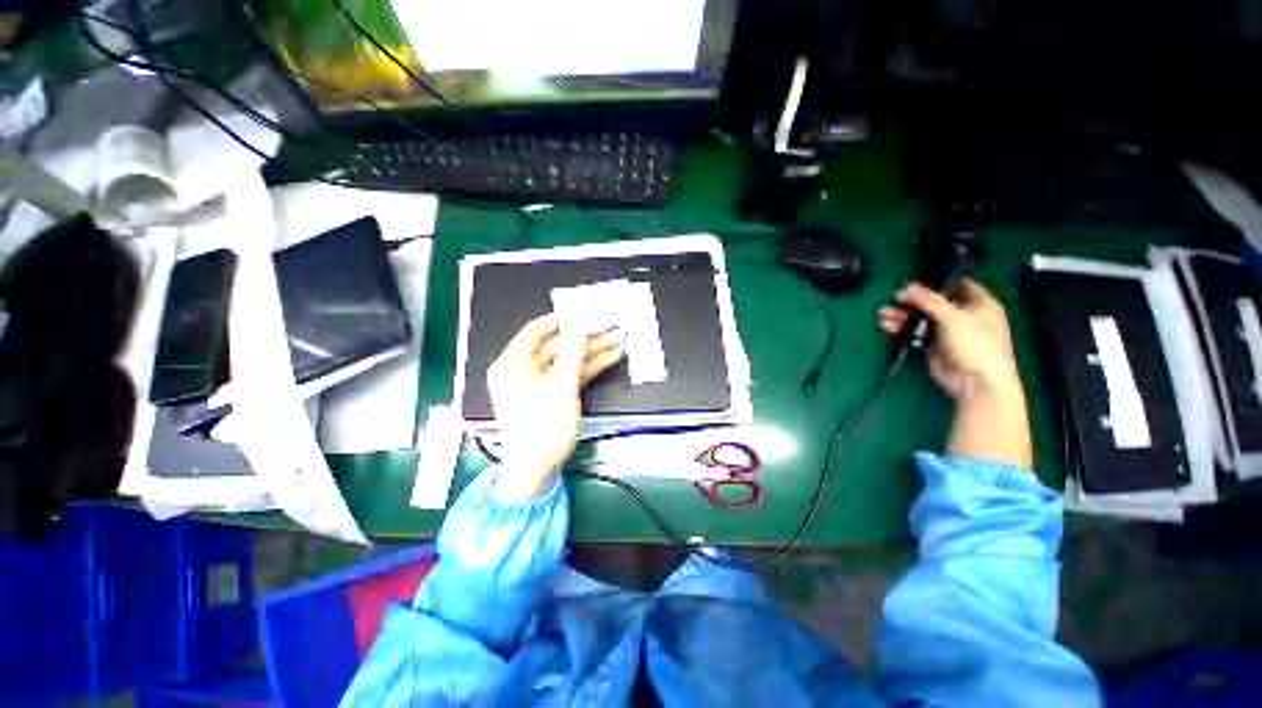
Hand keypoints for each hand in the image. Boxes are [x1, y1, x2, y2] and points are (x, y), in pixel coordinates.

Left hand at [487, 314, 624, 501]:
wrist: (536, 470)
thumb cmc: (543, 429)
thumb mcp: (563, 388)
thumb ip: (573, 355)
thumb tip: (579, 328)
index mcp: (514, 363)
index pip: (537, 330)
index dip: (562, 319)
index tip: (584, 312)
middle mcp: (522, 369)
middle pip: (557, 345)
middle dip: (586, 338)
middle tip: (609, 327)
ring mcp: (538, 382)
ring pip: (567, 360)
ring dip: (592, 352)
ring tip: (616, 341)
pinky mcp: (549, 393)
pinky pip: (568, 374)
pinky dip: (587, 367)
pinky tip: (608, 359)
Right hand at [877, 279, 1022, 401]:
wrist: (975, 382)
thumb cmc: (976, 345)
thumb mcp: (954, 317)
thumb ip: (929, 301)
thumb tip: (905, 288)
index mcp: (979, 304)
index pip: (958, 285)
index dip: (939, 281)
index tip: (916, 281)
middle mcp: (963, 315)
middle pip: (933, 302)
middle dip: (912, 301)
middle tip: (893, 299)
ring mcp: (947, 331)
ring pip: (920, 317)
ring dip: (902, 315)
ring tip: (883, 314)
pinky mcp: (932, 345)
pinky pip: (914, 332)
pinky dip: (901, 328)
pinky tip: (887, 324)